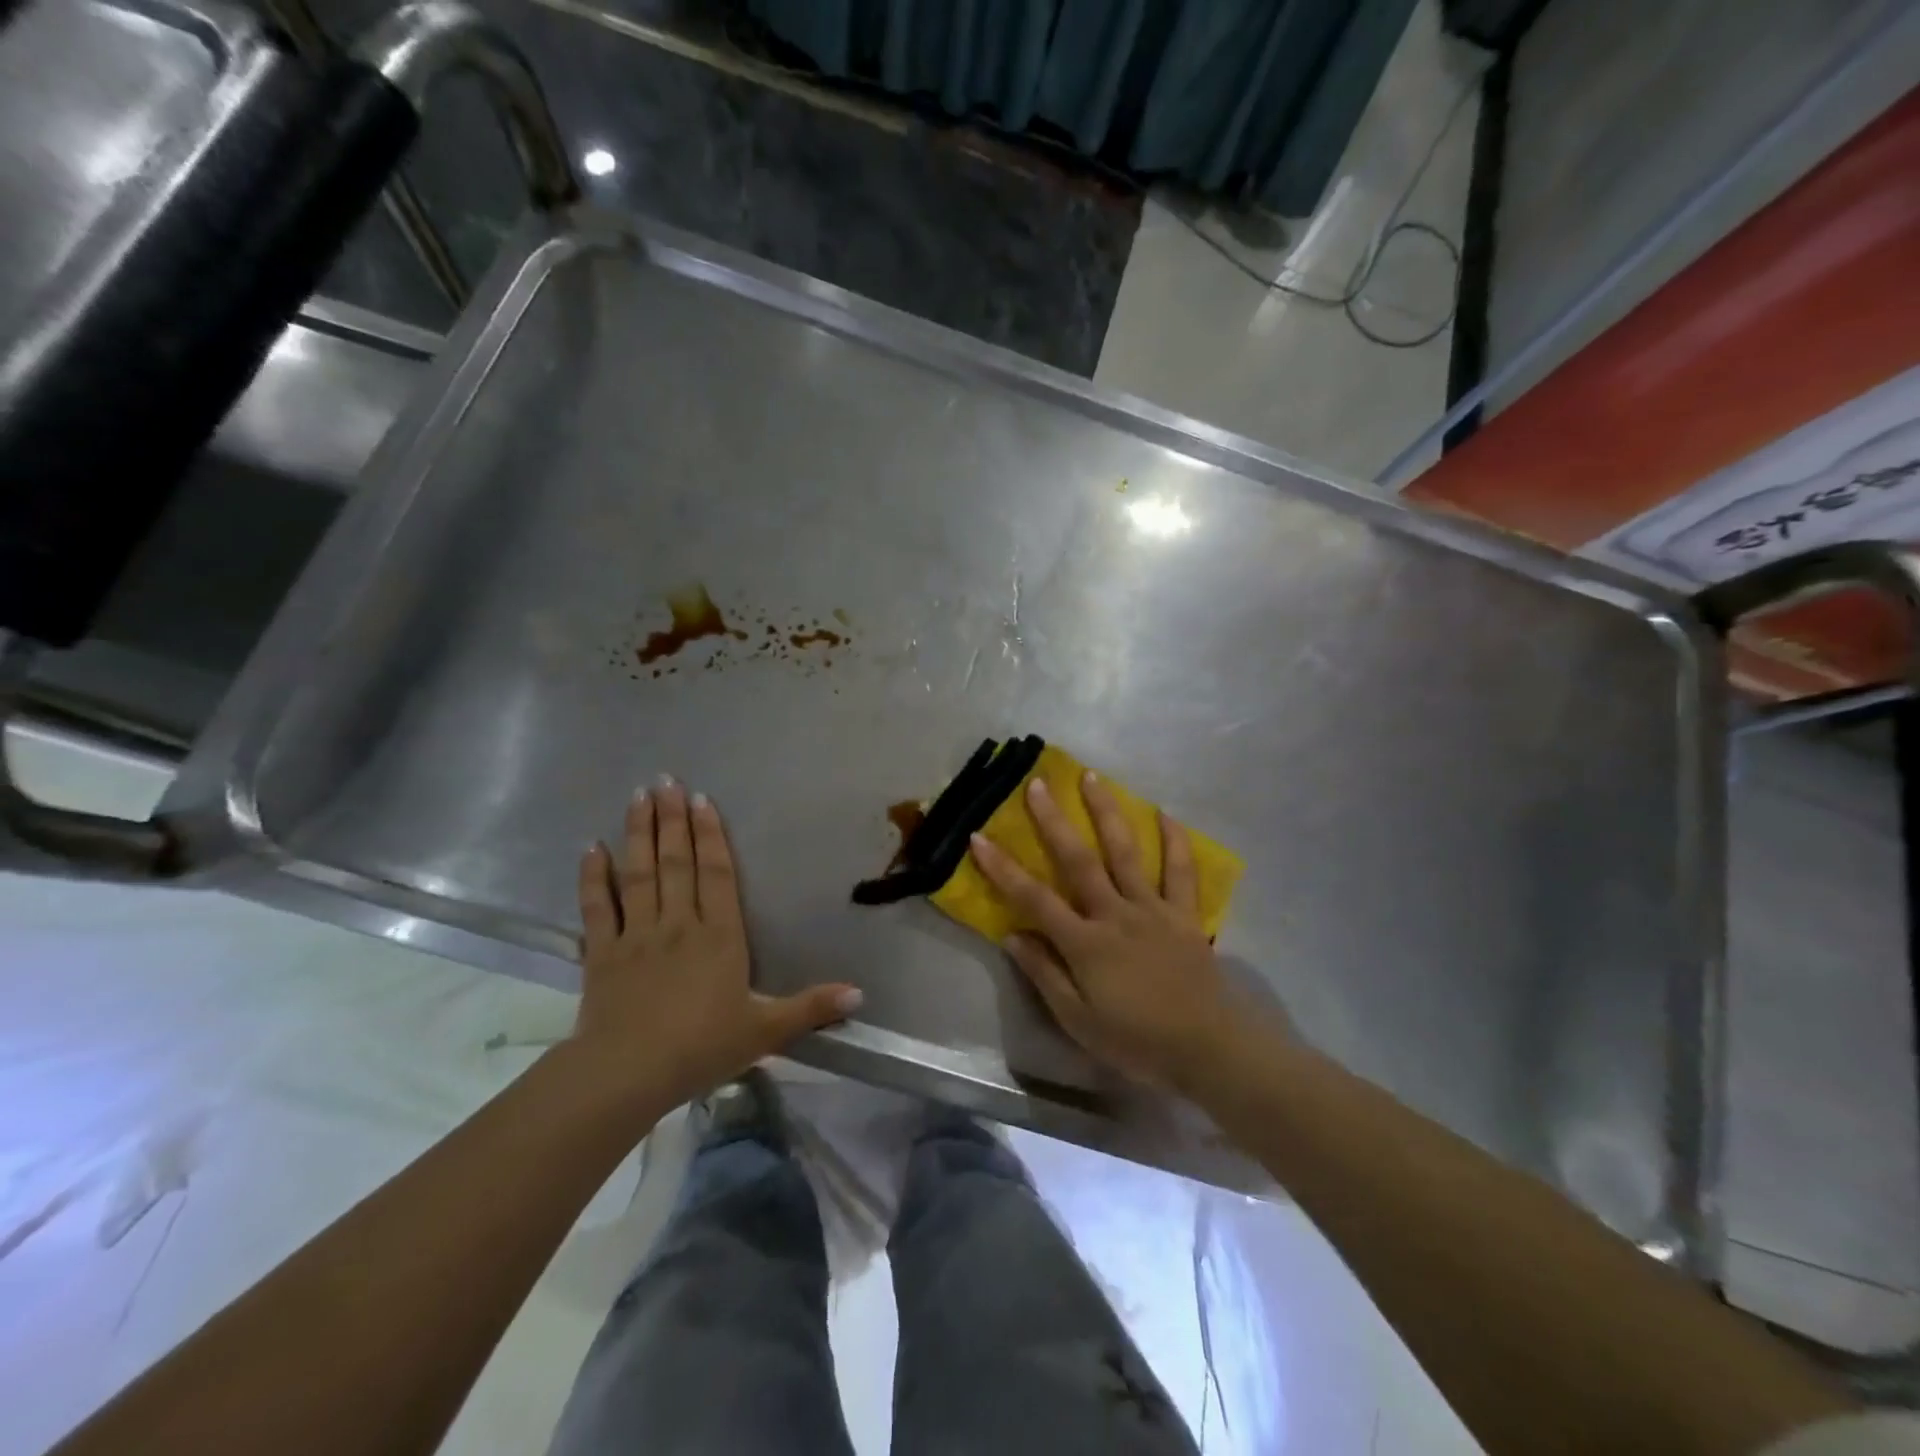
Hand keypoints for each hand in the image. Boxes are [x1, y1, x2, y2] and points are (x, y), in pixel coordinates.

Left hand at [572, 779, 862, 1114]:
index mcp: (719, 936)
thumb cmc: (702, 1048)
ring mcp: (637, 935)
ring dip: (639, 834)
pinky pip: (598, 908)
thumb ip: (811, 1008)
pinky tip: (591, 848)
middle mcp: (679, 924)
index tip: (702, 800)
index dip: (711, 835)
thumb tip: (860, 994)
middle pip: (676, 862)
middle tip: (665, 781)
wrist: (628, 1074)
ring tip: (638, 797)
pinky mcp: (602, 954)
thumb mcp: (766, 1031)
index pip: (717, 874)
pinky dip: (593, 877)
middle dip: (672, 820)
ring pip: (639, 874)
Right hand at [968, 773, 1263, 1090]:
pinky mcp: (1184, 914)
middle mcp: (1116, 914)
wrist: (1208, 1050)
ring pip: (1126, 852)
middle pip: (1078, 860)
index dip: (1003, 868)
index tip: (979, 837)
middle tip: (1038, 784)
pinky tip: (1165, 813)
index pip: (1034, 898)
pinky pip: (1180, 871)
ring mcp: (1153, 909)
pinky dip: (1174, 840)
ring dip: (1107, 812)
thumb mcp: (1078, 1020)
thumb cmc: (1136, 1041)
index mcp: (1085, 943)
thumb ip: (1044, 974)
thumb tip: (1011, 934)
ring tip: (1092, 777)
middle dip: (1053, 820)